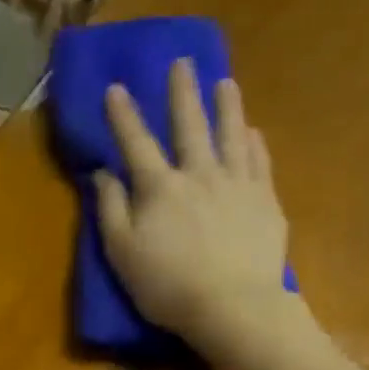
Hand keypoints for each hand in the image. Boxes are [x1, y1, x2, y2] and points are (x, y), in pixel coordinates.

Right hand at [95, 59, 290, 356]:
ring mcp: (237, 184)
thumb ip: (111, 210)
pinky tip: (253, 131)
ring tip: (225, 83)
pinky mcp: (265, 201)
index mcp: (160, 188)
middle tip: (183, 62)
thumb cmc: (167, 286)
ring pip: (231, 134)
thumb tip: (103, 174)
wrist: (232, 306)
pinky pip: (259, 162)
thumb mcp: (122, 253)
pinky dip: (254, 143)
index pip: (136, 143)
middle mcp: (199, 174)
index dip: (123, 115)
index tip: (116, 87)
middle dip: (182, 93)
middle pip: (189, 125)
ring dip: (227, 106)